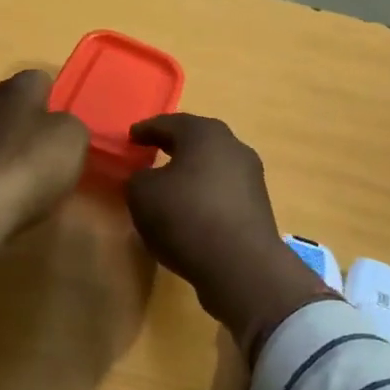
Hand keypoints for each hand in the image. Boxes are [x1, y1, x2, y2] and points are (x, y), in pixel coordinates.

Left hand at [0, 71, 89, 272]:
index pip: (39, 79)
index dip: (56, 98)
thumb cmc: (31, 163)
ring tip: (32, 177)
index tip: (67, 124)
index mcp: (16, 88)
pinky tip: (9, 192)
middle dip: (32, 124)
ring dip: (12, 149)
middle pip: (15, 106)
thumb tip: (60, 126)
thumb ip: (71, 124)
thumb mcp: (73, 138)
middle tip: (53, 151)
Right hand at [126, 114, 332, 360]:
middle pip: (196, 141)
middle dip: (173, 146)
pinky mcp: (258, 207)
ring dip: (191, 173)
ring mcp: (250, 177)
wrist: (240, 266)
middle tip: (151, 153)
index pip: (169, 123)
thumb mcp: (142, 193)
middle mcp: (233, 147)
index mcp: (204, 133)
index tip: (131, 137)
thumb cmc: (185, 216)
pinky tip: (189, 213)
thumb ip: (137, 178)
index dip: (146, 130)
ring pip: (212, 167)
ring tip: (169, 187)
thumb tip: (148, 179)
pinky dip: (204, 196)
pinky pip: (222, 193)